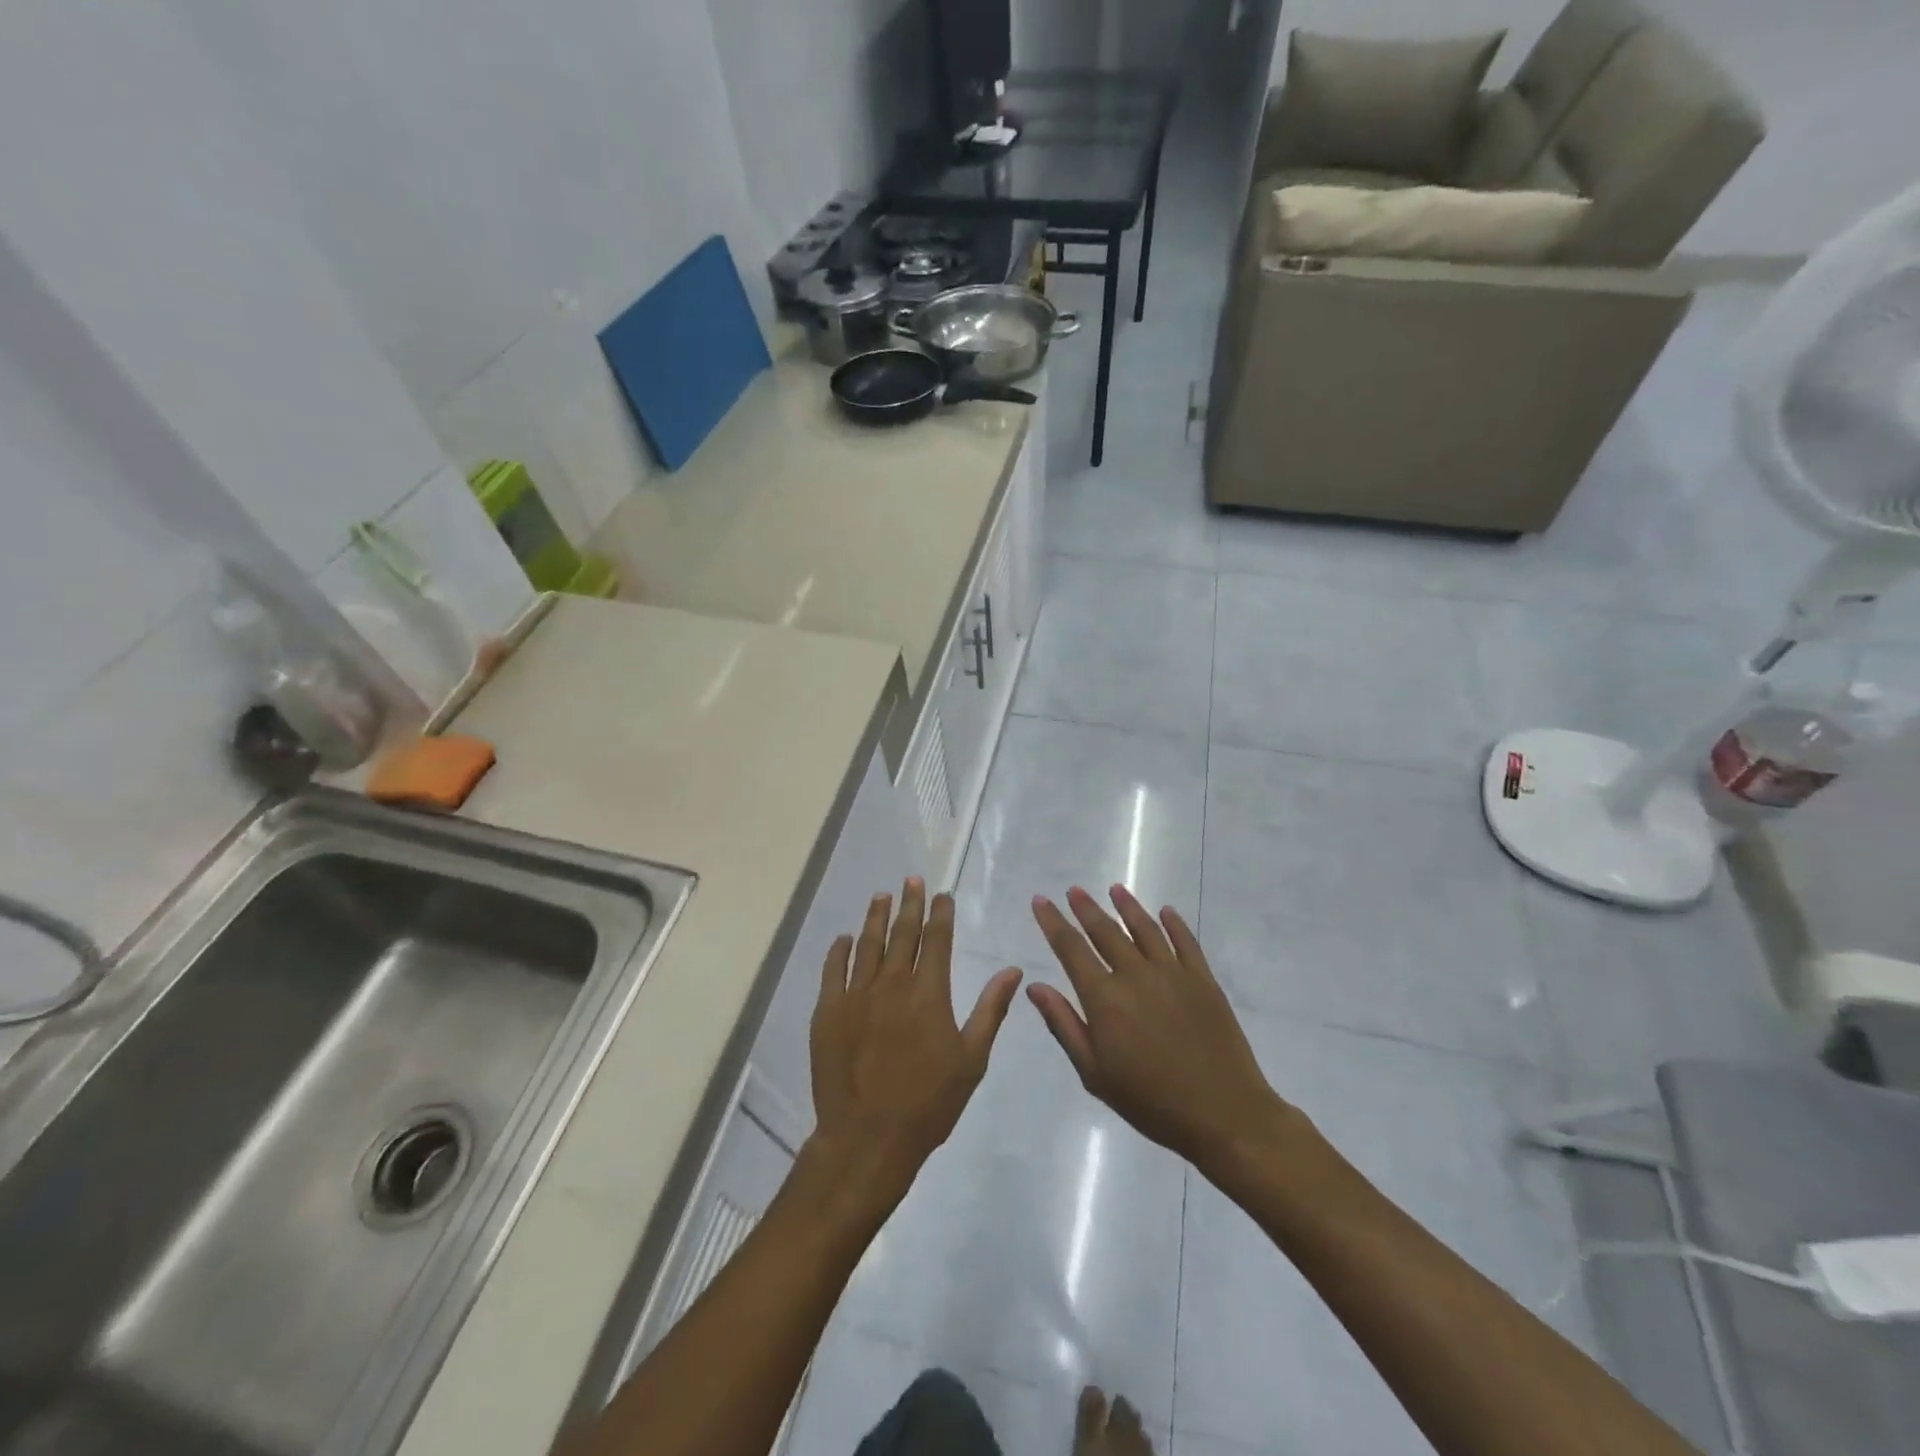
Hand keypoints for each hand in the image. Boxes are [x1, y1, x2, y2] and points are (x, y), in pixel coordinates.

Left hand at [807, 879, 1022, 1220]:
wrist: (868, 1138)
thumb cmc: (928, 1103)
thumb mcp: (971, 1059)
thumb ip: (990, 1009)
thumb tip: (1013, 970)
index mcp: (929, 993)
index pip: (936, 939)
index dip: (940, 913)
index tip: (942, 894)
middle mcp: (892, 983)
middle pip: (902, 933)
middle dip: (909, 903)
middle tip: (911, 880)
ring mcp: (856, 995)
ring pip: (867, 944)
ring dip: (876, 917)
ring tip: (881, 896)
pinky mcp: (828, 1011)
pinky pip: (833, 970)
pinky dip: (839, 950)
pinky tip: (844, 938)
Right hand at [1029, 885, 1292, 1173]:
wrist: (1224, 1114)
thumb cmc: (1151, 1102)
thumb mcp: (1095, 1074)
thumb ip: (1064, 1025)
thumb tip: (1035, 986)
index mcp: (1104, 998)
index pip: (1071, 948)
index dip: (1053, 922)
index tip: (1041, 901)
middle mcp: (1135, 974)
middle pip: (1106, 931)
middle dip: (1086, 908)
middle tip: (1074, 890)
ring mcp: (1173, 973)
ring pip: (1145, 928)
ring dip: (1127, 906)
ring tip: (1115, 889)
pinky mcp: (1203, 980)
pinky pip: (1185, 941)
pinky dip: (1173, 923)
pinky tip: (1166, 912)